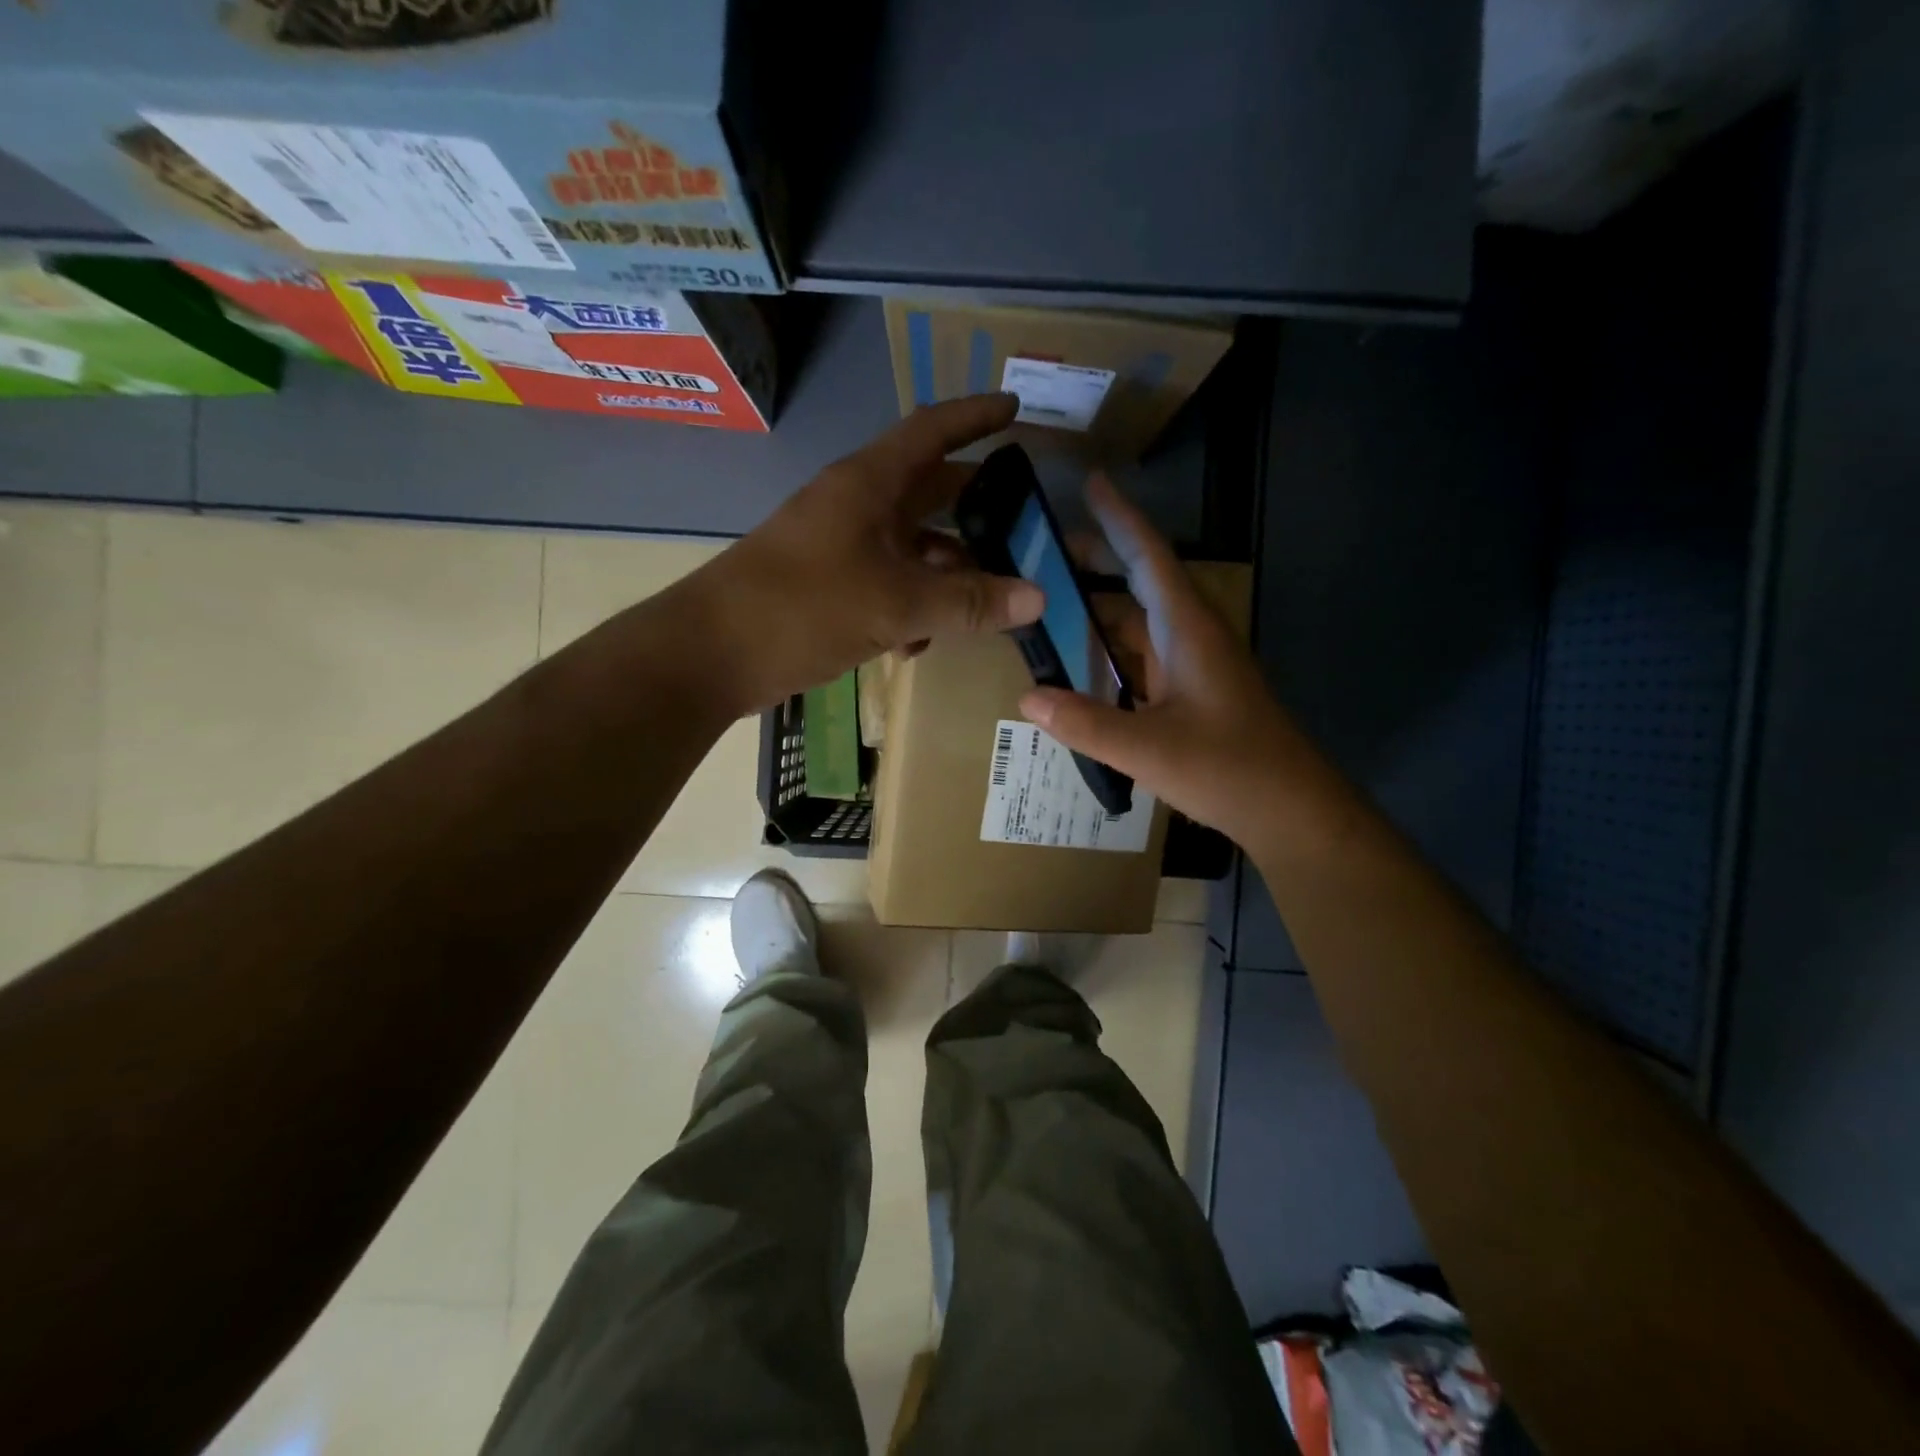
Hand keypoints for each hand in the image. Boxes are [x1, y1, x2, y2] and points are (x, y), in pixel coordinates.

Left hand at [690, 395, 1043, 713]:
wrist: (711, 654)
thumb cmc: (803, 608)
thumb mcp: (895, 604)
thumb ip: (967, 601)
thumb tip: (1038, 598)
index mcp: (869, 484)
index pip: (931, 431)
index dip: (974, 416)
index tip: (1015, 408)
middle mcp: (856, 506)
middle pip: (928, 491)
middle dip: (974, 506)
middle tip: (1023, 520)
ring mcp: (840, 547)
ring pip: (911, 547)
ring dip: (946, 572)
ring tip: (985, 603)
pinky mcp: (829, 587)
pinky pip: (887, 584)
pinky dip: (910, 608)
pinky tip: (918, 645)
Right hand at [1019, 474, 1331, 848]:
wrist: (1290, 810)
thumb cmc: (1229, 768)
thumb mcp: (1148, 749)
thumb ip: (1085, 723)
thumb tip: (1027, 697)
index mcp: (1188, 630)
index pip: (1149, 557)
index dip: (1119, 518)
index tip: (1091, 481)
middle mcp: (1192, 637)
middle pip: (1141, 583)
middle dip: (1097, 561)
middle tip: (1043, 554)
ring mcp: (1194, 666)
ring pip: (1140, 623)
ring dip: (1099, 611)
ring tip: (1049, 606)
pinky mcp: (1192, 693)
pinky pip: (1143, 657)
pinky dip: (1110, 651)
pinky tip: (1080, 666)